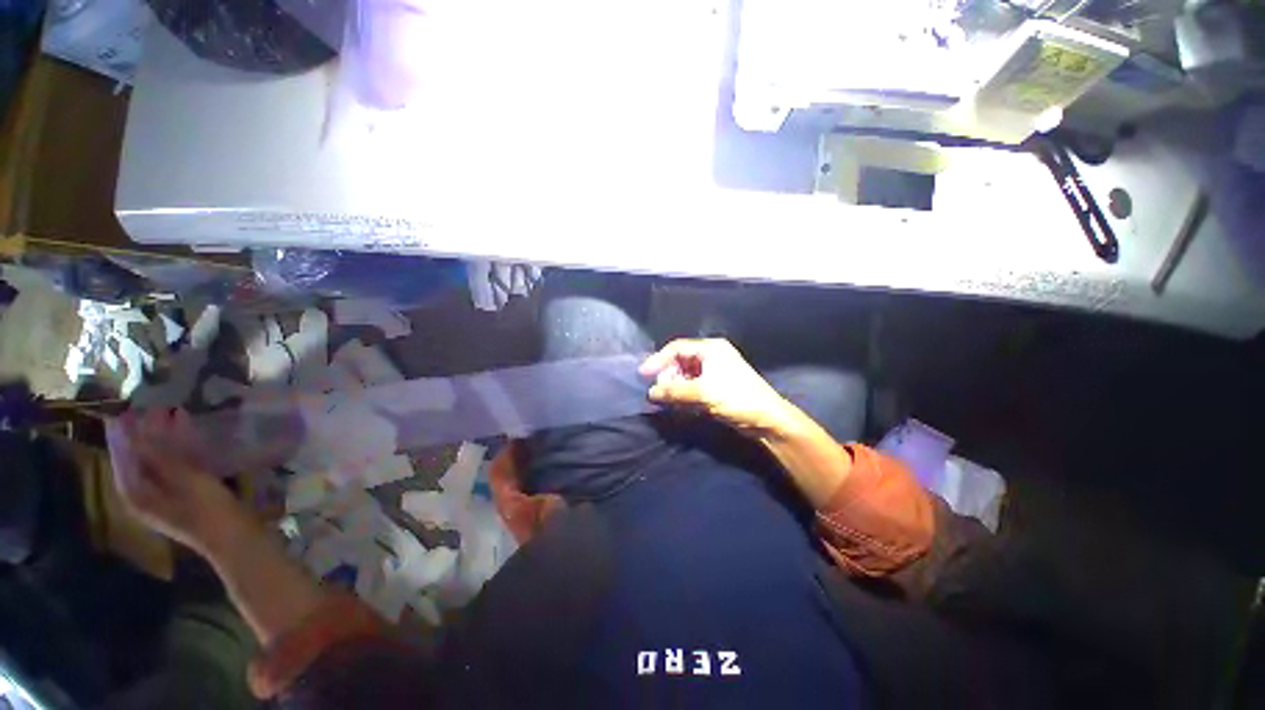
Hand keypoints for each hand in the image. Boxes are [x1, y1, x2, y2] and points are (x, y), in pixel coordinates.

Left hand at [107, 408, 250, 556]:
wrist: (235, 537)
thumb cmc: (207, 509)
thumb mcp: (184, 480)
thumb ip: (160, 455)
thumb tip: (137, 429)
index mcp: (136, 493)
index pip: (123, 456)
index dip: (125, 433)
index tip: (128, 409)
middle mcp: (143, 495)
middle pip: (139, 459)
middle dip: (144, 434)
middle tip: (154, 409)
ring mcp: (164, 497)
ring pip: (156, 462)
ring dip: (162, 440)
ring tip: (171, 417)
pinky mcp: (183, 496)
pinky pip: (172, 468)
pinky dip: (176, 452)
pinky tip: (188, 440)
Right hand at [639, 339, 794, 435]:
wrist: (767, 419)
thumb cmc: (736, 398)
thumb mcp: (703, 393)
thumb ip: (675, 391)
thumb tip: (651, 393)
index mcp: (711, 349)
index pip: (677, 348)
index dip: (658, 360)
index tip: (643, 374)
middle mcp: (712, 356)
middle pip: (681, 361)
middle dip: (667, 375)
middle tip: (658, 391)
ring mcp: (716, 371)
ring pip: (686, 374)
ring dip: (675, 386)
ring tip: (667, 399)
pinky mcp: (717, 386)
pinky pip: (694, 385)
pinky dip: (684, 393)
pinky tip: (678, 403)